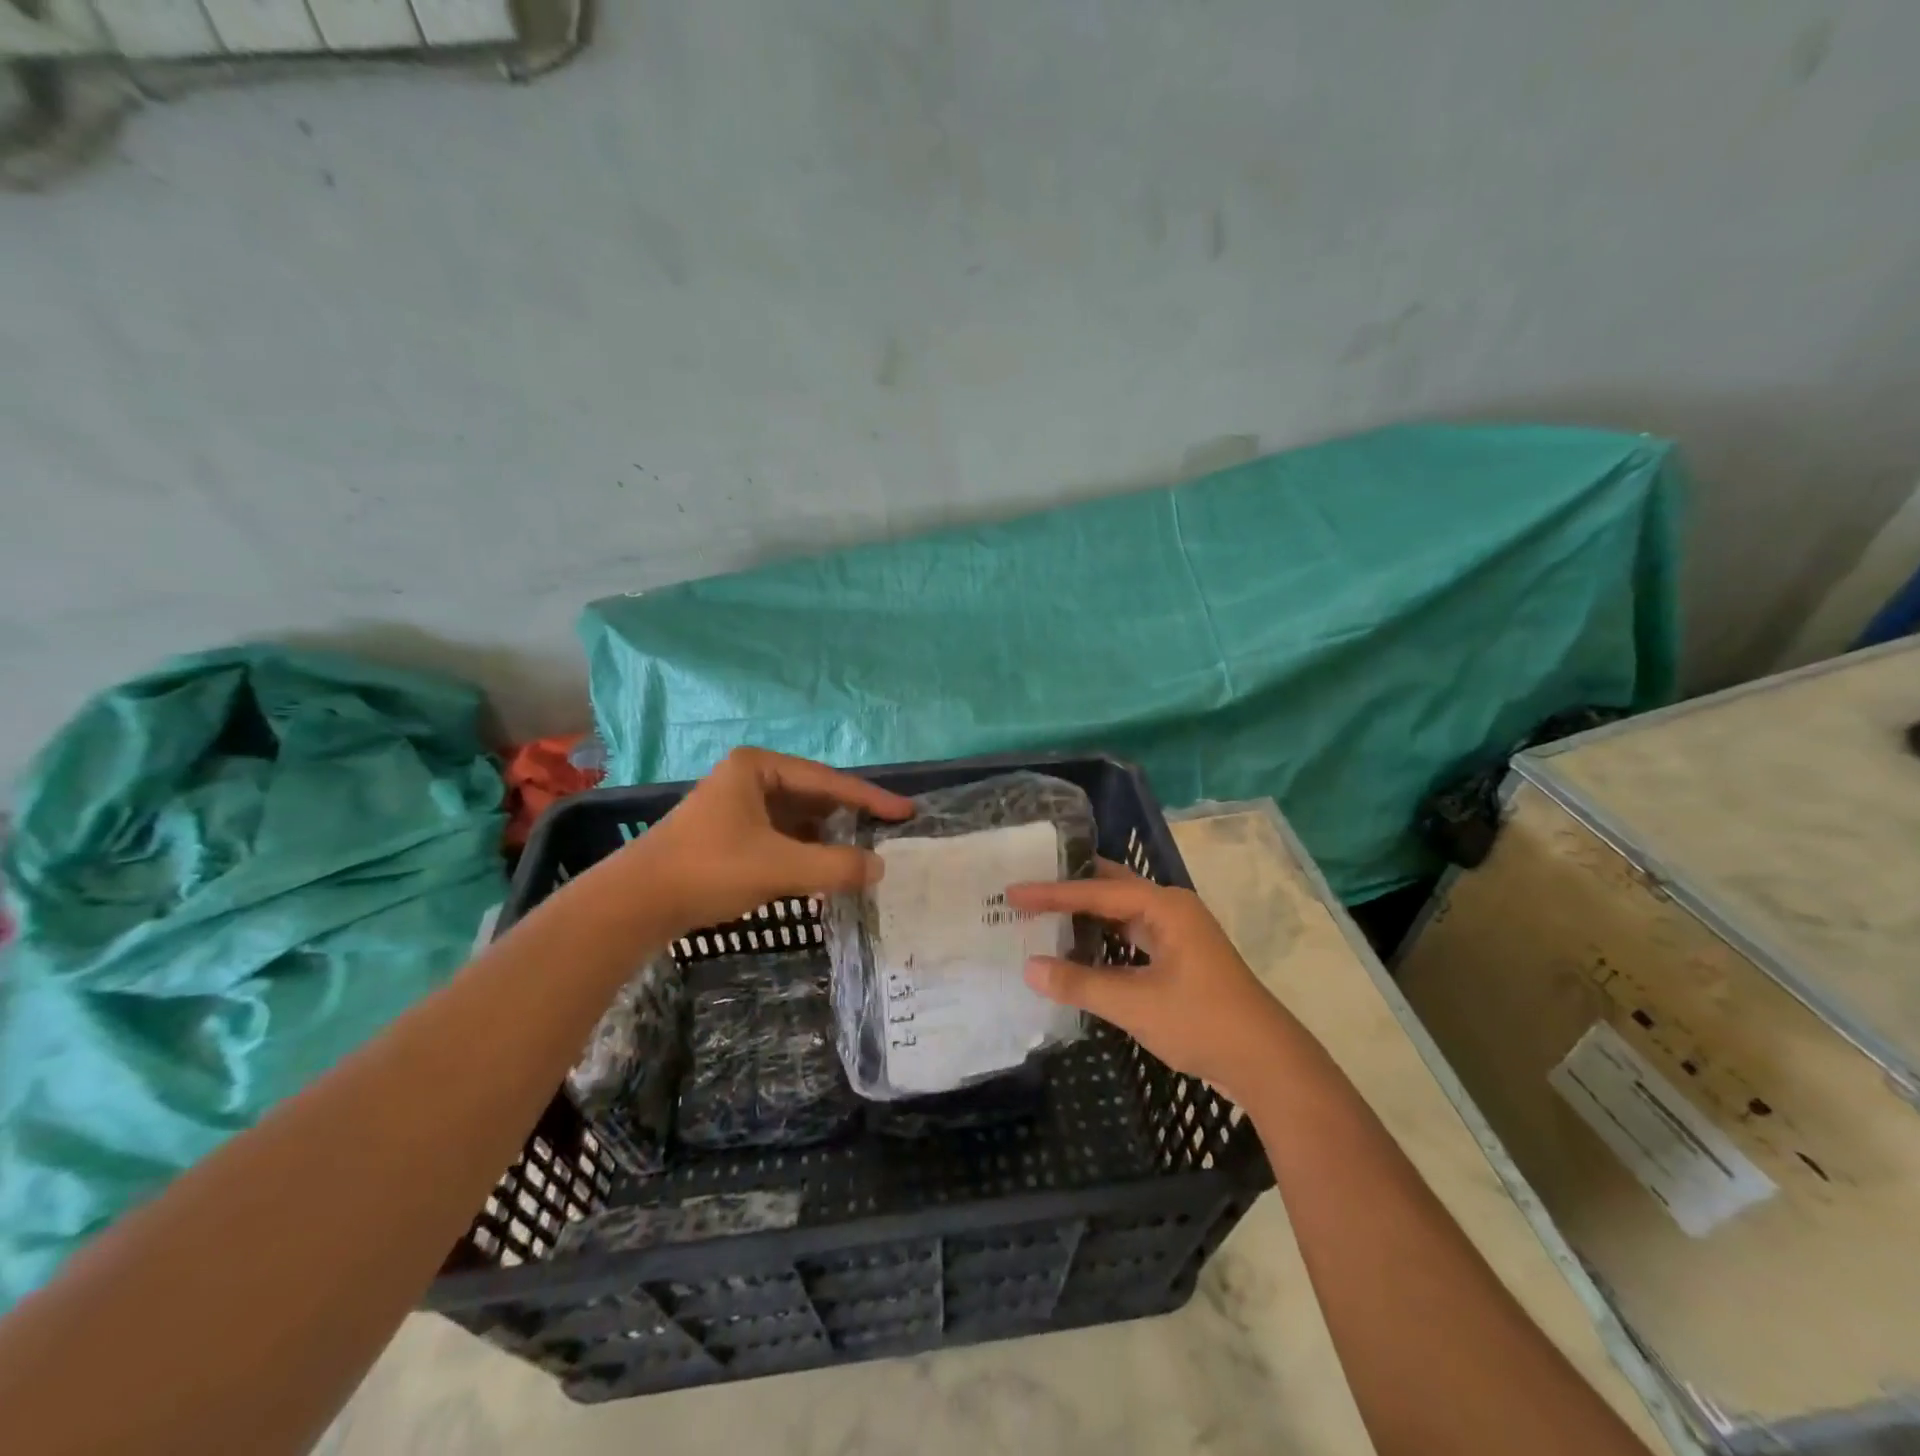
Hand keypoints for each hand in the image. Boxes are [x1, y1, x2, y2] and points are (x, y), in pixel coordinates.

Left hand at [632, 748, 913, 932]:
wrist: (635, 903)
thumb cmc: (709, 870)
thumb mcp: (780, 867)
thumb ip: (835, 866)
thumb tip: (878, 868)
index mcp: (759, 767)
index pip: (829, 781)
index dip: (871, 799)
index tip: (906, 812)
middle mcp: (750, 777)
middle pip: (814, 796)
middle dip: (849, 819)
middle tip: (887, 835)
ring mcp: (738, 804)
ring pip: (798, 819)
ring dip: (827, 839)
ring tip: (861, 857)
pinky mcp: (729, 833)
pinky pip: (782, 836)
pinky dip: (805, 851)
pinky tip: (822, 871)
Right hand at [1007, 860, 1289, 1097]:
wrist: (1268, 1064)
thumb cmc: (1202, 1022)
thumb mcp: (1135, 1003)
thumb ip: (1080, 983)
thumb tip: (1029, 967)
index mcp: (1165, 907)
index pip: (1096, 892)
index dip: (1052, 893)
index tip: (1013, 893)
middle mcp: (1172, 910)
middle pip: (1111, 889)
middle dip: (1071, 889)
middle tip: (1029, 887)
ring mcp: (1179, 934)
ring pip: (1122, 914)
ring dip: (1087, 916)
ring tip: (1045, 914)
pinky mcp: (1181, 959)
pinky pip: (1132, 937)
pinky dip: (1104, 939)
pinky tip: (1080, 950)